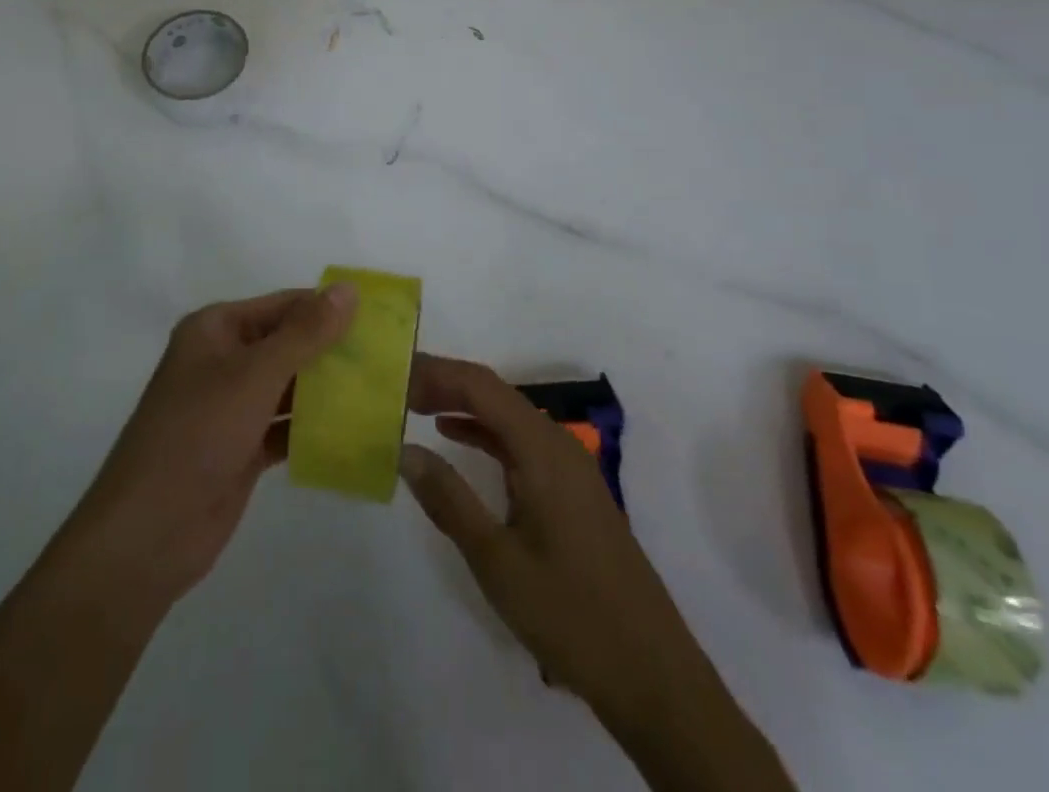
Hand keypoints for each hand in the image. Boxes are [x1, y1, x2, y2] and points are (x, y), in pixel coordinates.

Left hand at [54, 283, 356, 615]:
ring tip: (384, 393)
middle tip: (391, 358)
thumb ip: (304, 333)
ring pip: (289, 387)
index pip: (284, 305)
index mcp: (216, 329)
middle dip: (334, 351)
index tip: (382, 318)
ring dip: (328, 391)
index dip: (329, 308)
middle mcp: (223, 360)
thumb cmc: (197, 435)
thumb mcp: (254, 375)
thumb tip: (349, 289)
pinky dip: (314, 428)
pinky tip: (356, 432)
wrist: (147, 535)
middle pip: (289, 344)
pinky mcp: (241, 447)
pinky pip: (286, 427)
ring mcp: (231, 406)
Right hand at [398, 354, 687, 713]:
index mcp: (542, 449)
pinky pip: (520, 441)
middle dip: (445, 383)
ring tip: (416, 405)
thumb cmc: (570, 614)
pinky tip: (455, 438)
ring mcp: (569, 467)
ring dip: (463, 404)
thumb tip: (405, 450)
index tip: (395, 375)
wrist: (653, 675)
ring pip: (507, 415)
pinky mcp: (571, 490)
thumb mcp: (496, 560)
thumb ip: (449, 500)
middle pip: (494, 393)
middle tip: (397, 387)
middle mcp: (558, 444)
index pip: (481, 386)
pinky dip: (484, 432)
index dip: (437, 373)